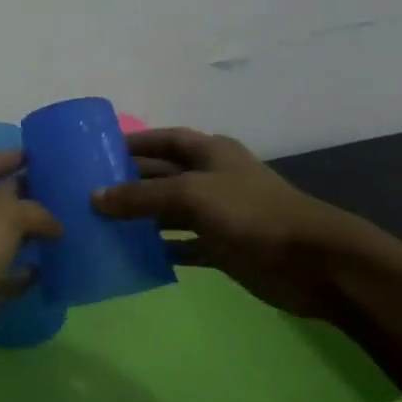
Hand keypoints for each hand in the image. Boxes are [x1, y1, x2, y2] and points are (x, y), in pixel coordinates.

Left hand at [0, 150, 61, 374]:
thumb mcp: (2, 215)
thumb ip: (33, 210)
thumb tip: (54, 223)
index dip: (7, 156)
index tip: (37, 154)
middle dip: (23, 195)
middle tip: (61, 190)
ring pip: (0, 239)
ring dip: (27, 234)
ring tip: (64, 227)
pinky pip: (4, 276)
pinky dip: (24, 273)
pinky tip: (50, 268)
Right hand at [93, 128, 391, 319]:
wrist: (312, 262)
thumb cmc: (251, 213)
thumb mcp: (192, 195)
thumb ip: (142, 196)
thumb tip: (95, 198)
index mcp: (209, 152)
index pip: (164, 139)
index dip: (134, 142)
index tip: (98, 150)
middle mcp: (211, 178)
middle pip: (162, 174)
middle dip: (129, 181)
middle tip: (88, 192)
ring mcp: (217, 214)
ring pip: (169, 211)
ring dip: (141, 217)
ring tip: (100, 223)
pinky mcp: (222, 248)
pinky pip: (183, 245)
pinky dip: (161, 249)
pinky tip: (133, 256)